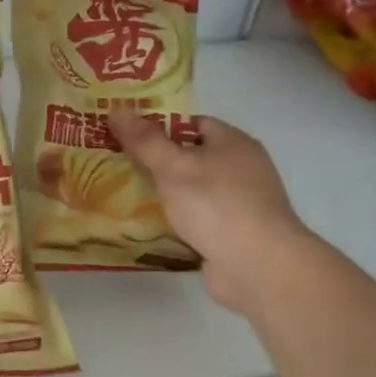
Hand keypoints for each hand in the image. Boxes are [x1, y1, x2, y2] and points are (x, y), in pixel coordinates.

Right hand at [109, 110, 315, 314]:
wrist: (258, 266)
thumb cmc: (216, 205)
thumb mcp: (174, 166)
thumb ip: (145, 140)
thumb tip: (117, 110)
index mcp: (234, 143)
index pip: (192, 123)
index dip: (159, 126)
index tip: (126, 135)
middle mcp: (241, 168)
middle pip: (191, 156)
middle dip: (156, 161)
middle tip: (117, 164)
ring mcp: (239, 203)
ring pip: (192, 190)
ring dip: (164, 193)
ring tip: (123, 194)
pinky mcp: (233, 233)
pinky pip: (196, 218)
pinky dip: (175, 219)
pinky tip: (148, 225)